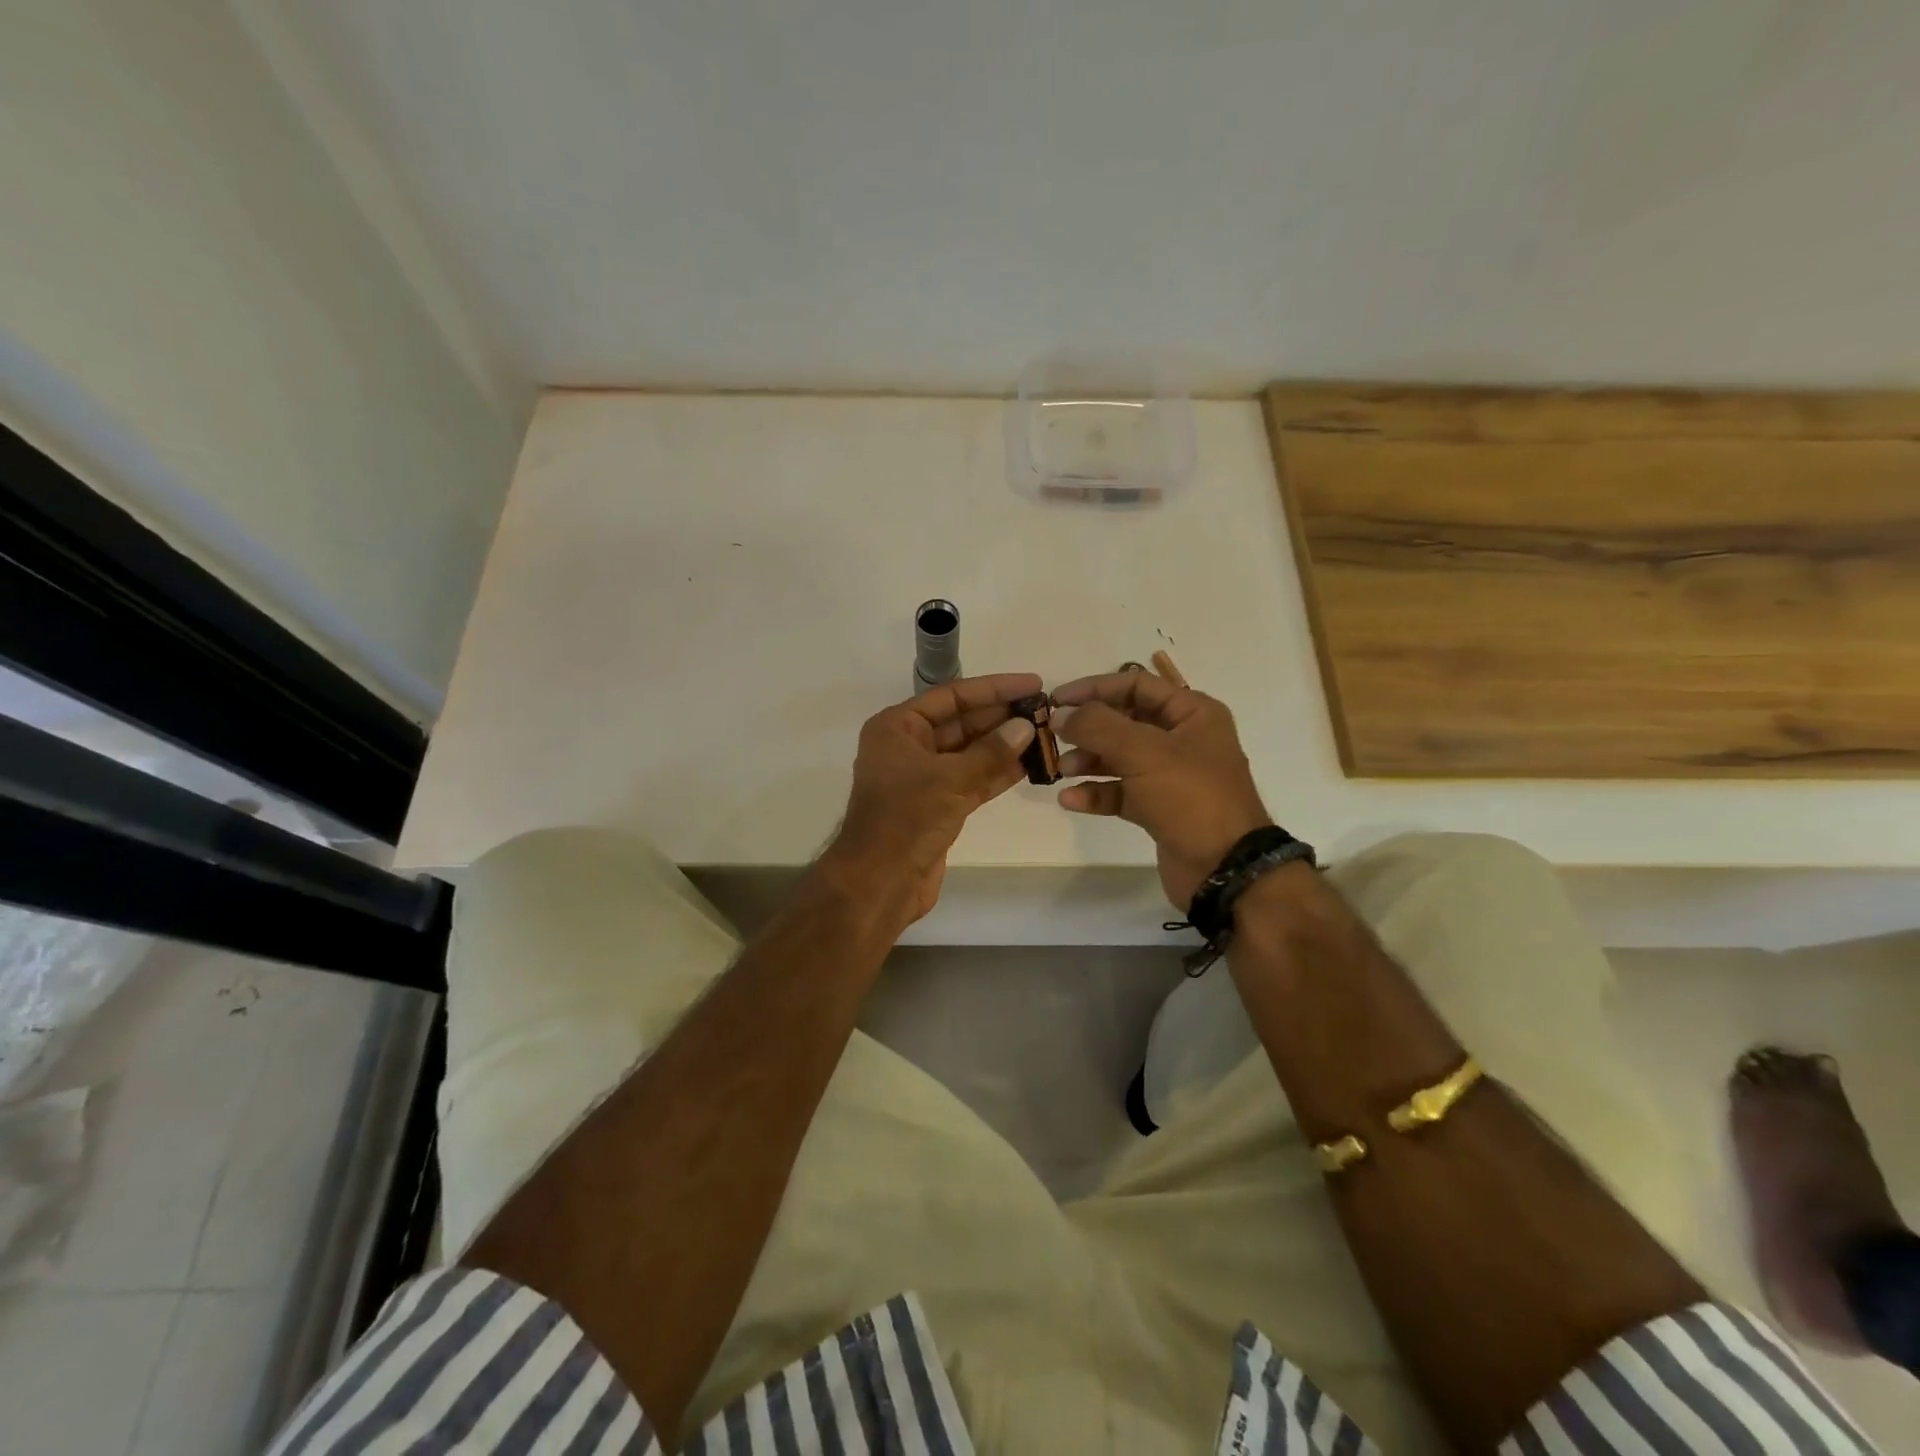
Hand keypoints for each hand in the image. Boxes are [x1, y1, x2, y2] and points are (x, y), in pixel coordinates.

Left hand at [820, 673, 1040, 923]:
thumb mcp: (950, 779)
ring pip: (970, 753)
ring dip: (1004, 745)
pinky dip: (998, 772)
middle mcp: (908, 747)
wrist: (879, 882)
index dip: (994, 688)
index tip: (1033, 684)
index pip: (952, 696)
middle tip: (1046, 711)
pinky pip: (972, 780)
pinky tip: (1030, 764)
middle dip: (1002, 717)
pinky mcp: (938, 806)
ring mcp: (923, 778)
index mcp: (897, 728)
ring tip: (1045, 734)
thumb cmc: (905, 819)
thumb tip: (1026, 726)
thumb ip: (991, 752)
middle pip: (962, 722)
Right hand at [1051, 672, 1271, 910]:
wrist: (1224, 869)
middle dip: (1088, 728)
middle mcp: (1183, 739)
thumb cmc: (1191, 797)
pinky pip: (1121, 792)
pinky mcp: (1159, 808)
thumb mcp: (1144, 752)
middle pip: (1124, 721)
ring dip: (1088, 761)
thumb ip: (1098, 727)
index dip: (1094, 688)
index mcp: (1192, 713)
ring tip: (1061, 771)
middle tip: (1053, 736)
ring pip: (1119, 758)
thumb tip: (1060, 714)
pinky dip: (1096, 793)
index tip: (1056, 700)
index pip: (1136, 685)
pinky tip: (1071, 800)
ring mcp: (1171, 776)